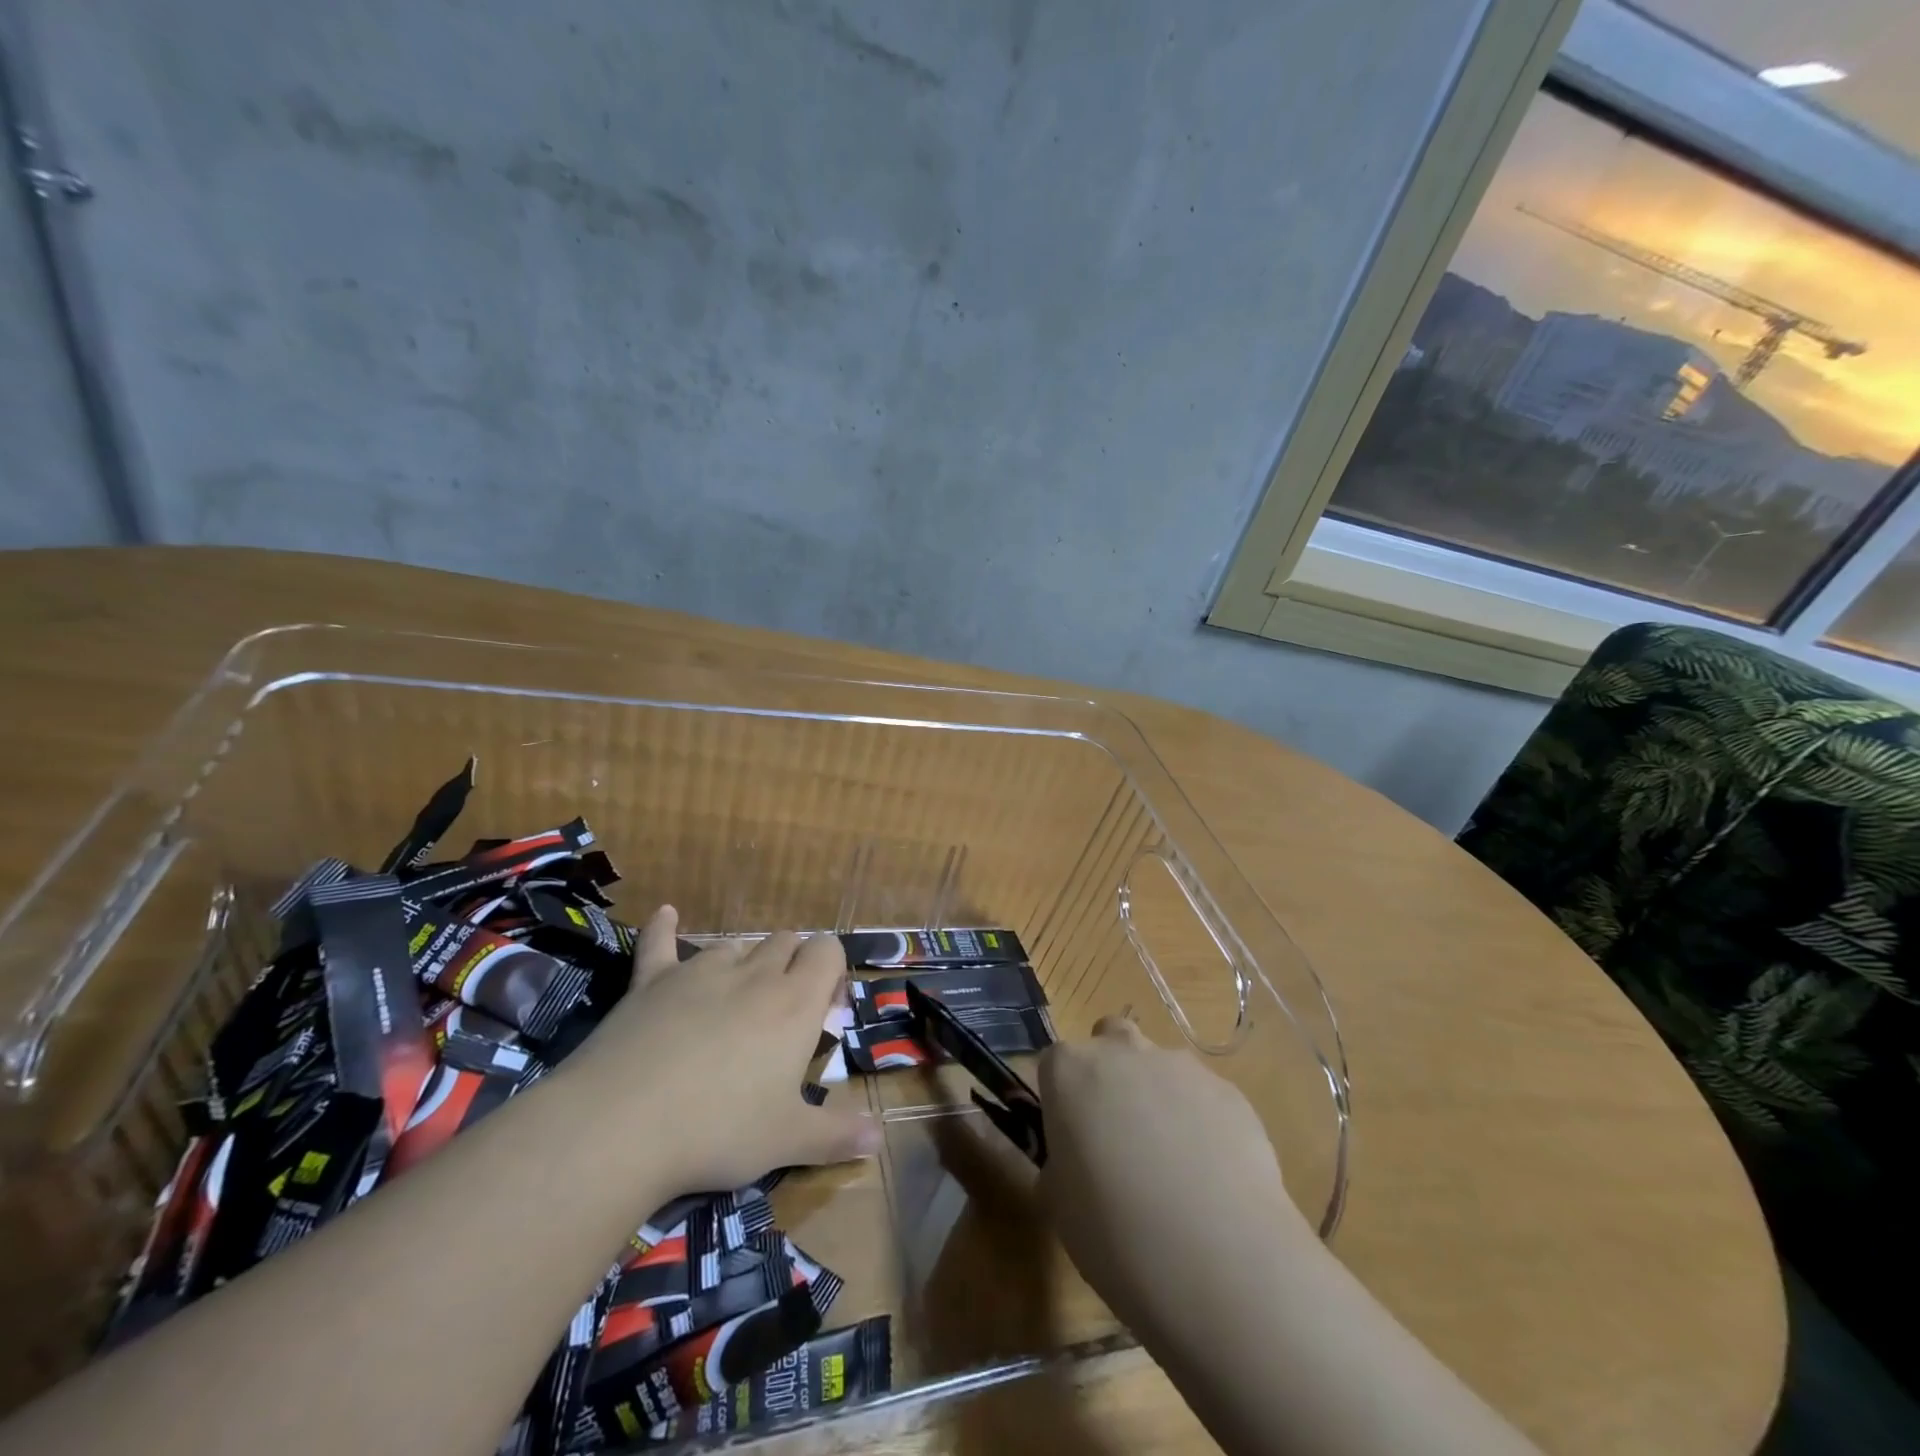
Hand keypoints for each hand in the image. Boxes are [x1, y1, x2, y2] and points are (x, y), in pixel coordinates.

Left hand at [562, 906, 880, 1195]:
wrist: (621, 1124)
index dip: (831, 969)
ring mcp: (699, 971)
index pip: (828, 951)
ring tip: (737, 1001)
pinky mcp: (651, 981)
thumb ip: (838, 1135)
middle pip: (785, 942)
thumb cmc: (718, 1130)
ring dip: (744, 963)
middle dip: (792, 964)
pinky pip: (659, 943)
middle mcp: (754, 974)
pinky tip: (666, 914)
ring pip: (735, 946)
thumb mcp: (787, 1141)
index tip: (825, 1007)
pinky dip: (664, 928)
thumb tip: (880, 1139)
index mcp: (795, 1003)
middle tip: (782, 1014)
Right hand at [1035, 1015, 1312, 1337]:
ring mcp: (1181, 1067)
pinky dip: (1204, 1123)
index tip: (1071, 1137)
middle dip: (1111, 1071)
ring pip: (1162, 1067)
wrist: (1218, 1260)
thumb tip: (1075, 1161)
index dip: (1062, 1099)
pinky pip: (1205, 1099)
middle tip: (1118, 1132)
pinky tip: (1213, 1177)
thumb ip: (1061, 1163)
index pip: (1054, 1064)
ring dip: (1160, 1097)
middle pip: (1110, 1038)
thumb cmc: (1114, 1233)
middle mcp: (1123, 1052)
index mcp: (1070, 1071)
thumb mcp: (1058, 1205)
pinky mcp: (1230, 1092)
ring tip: (1175, 1166)